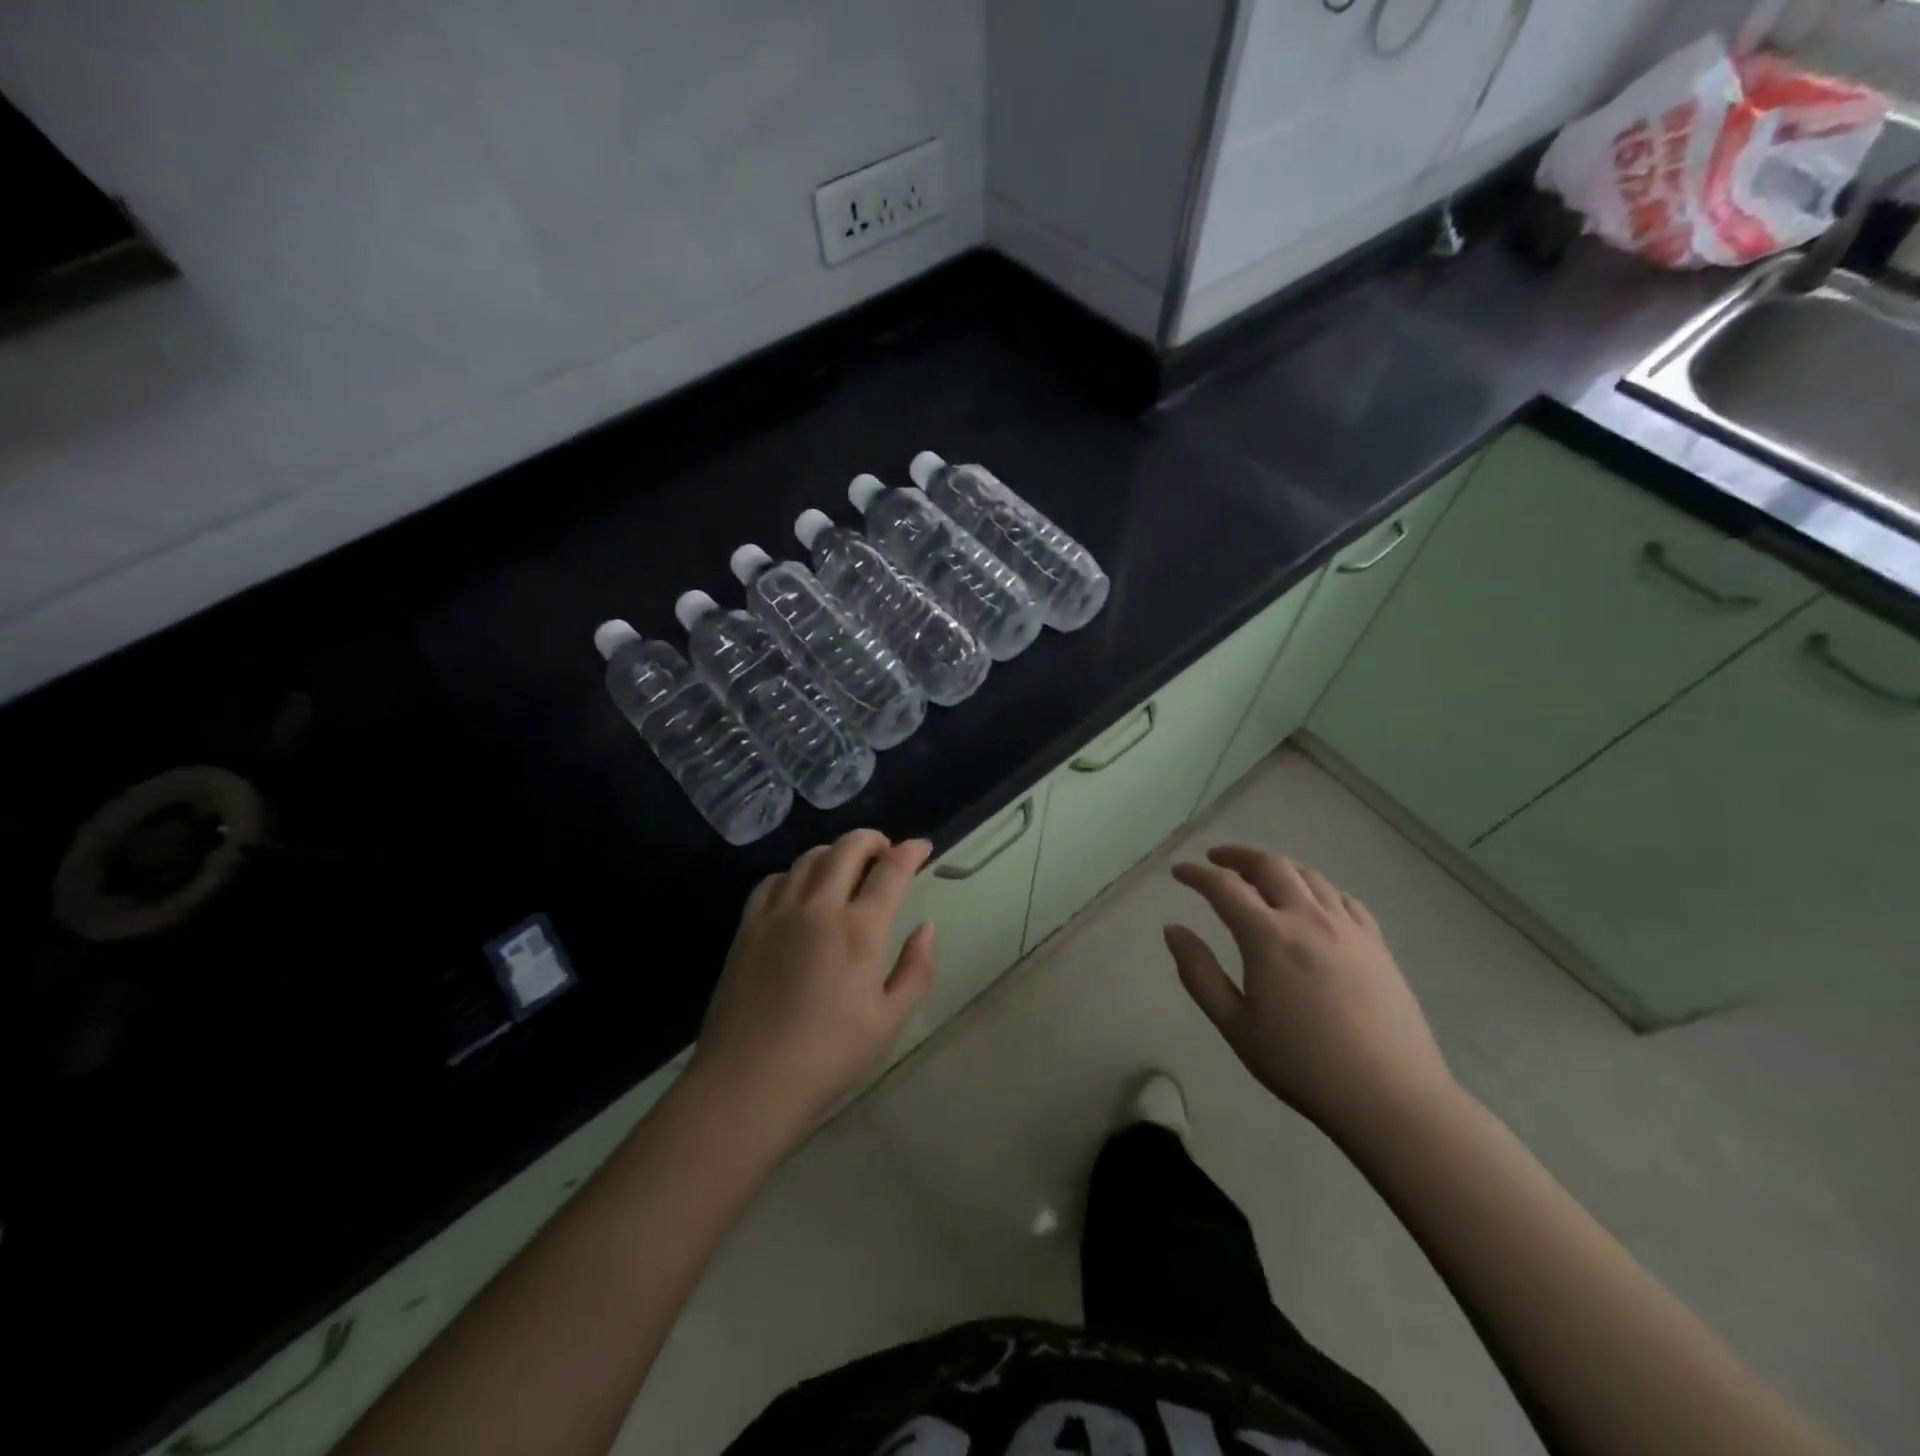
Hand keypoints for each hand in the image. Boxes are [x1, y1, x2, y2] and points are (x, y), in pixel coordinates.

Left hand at [690, 830, 934, 1135]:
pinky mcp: (748, 925)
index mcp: (859, 929)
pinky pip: (775, 879)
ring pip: (810, 857)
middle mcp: (819, 907)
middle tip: (886, 852)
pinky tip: (802, 890)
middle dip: (873, 839)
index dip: (911, 852)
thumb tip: (925, 928)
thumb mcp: (889, 1019)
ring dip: (835, 852)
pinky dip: (797, 872)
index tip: (922, 847)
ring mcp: (778, 912)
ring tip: (847, 868)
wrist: (749, 1080)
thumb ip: (916, 968)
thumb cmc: (828, 1055)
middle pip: (847, 848)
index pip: (891, 871)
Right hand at [1166, 845, 1454, 1141]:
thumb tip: (1173, 930)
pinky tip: (1313, 903)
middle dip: (1237, 856)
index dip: (1196, 874)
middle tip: (1216, 859)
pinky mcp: (1376, 944)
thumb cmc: (1302, 1065)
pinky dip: (1317, 889)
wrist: (1390, 1097)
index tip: (1178, 872)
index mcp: (1268, 937)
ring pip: (1308, 876)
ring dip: (1277, 867)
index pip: (1223, 887)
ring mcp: (1348, 928)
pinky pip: (1342, 898)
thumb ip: (1199, 973)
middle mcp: (1307, 918)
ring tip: (1259, 875)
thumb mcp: (1235, 1025)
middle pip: (1269, 866)